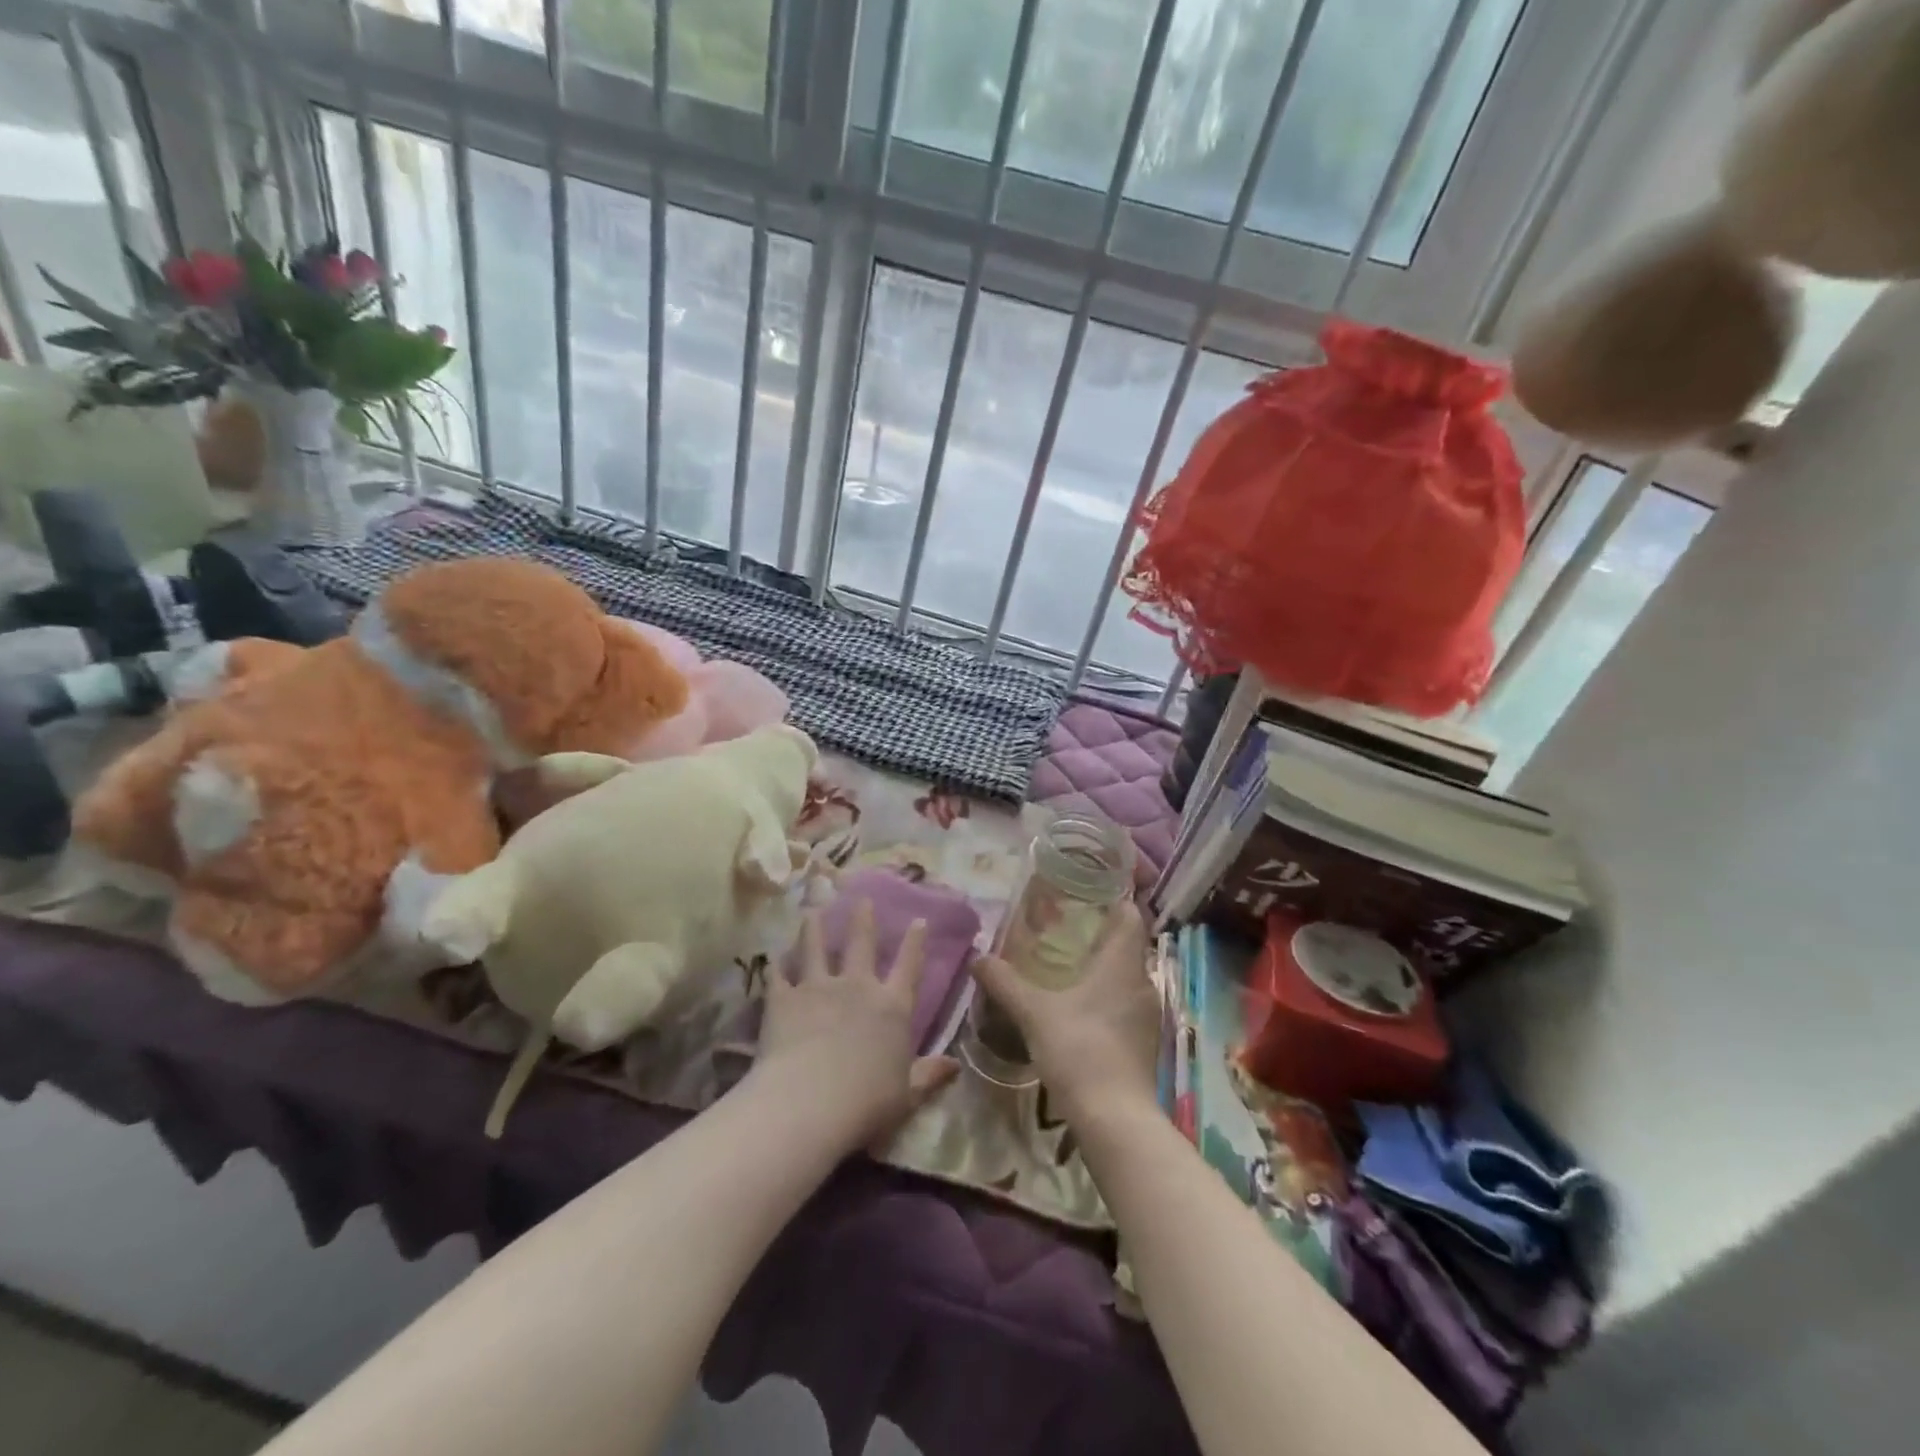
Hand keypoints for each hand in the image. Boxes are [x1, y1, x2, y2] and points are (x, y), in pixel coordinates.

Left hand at [753, 898, 958, 1152]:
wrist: (809, 1104)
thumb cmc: (867, 1103)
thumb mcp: (907, 1095)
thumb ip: (929, 1075)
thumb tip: (957, 1066)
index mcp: (893, 1007)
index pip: (909, 966)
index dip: (915, 942)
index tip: (919, 920)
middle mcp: (858, 987)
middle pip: (861, 943)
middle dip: (863, 918)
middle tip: (861, 897)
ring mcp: (818, 988)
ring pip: (816, 948)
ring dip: (814, 928)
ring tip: (812, 911)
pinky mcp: (783, 999)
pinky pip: (779, 975)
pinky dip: (777, 965)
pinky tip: (774, 957)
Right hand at [971, 900, 1158, 1126]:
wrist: (1114, 1119)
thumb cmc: (1078, 1050)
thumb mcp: (1033, 1012)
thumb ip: (1005, 982)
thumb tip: (977, 957)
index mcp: (1123, 963)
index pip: (1131, 915)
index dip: (1114, 899)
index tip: (1088, 892)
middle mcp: (1143, 982)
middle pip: (1127, 945)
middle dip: (1099, 933)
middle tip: (1064, 926)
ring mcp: (1147, 1015)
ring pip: (1125, 976)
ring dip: (1102, 968)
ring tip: (1066, 965)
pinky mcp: (1144, 1042)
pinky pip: (1125, 1003)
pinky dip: (1105, 996)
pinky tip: (1078, 1008)